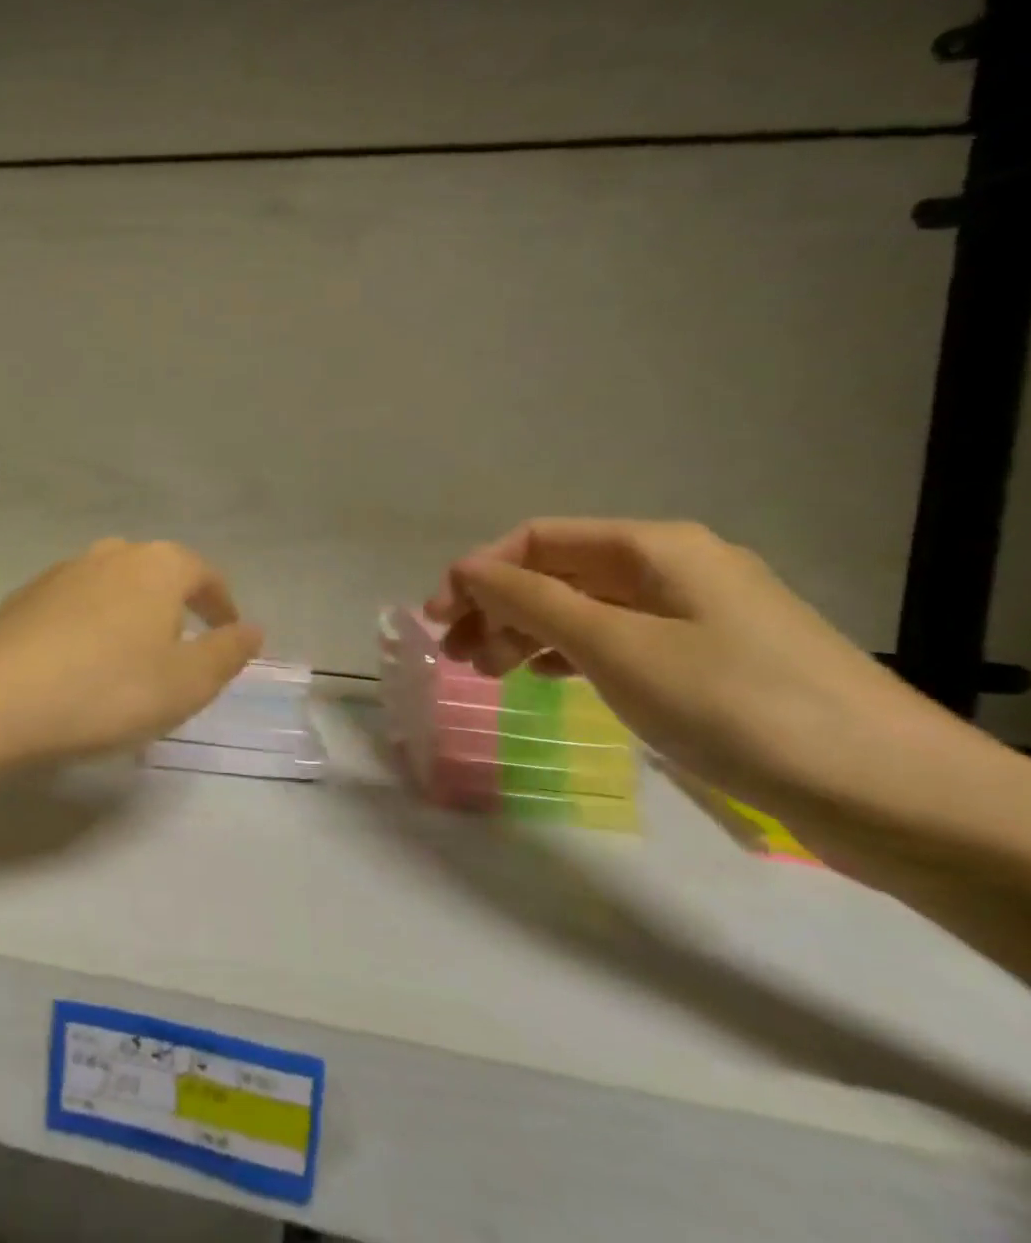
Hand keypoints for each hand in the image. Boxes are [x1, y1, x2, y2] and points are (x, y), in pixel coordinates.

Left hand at [0, 539, 262, 764]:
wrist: (0, 702)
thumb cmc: (109, 691)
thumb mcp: (187, 683)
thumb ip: (227, 652)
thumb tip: (251, 629)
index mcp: (156, 566)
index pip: (203, 574)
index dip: (221, 604)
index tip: (230, 633)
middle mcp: (109, 554)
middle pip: (155, 573)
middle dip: (174, 605)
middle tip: (181, 646)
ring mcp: (61, 571)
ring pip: (112, 586)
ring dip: (129, 614)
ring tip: (130, 656)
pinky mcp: (24, 596)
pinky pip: (74, 604)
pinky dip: (90, 624)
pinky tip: (81, 660)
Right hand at [422, 518, 951, 827]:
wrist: (897, 796)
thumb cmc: (736, 705)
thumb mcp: (616, 647)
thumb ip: (531, 601)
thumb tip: (466, 571)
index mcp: (653, 548)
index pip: (536, 540)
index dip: (478, 572)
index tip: (439, 620)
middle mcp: (672, 568)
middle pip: (557, 572)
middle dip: (497, 606)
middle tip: (459, 656)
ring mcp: (695, 614)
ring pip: (583, 608)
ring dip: (526, 632)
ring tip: (491, 674)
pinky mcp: (711, 659)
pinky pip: (616, 639)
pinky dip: (569, 654)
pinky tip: (548, 679)